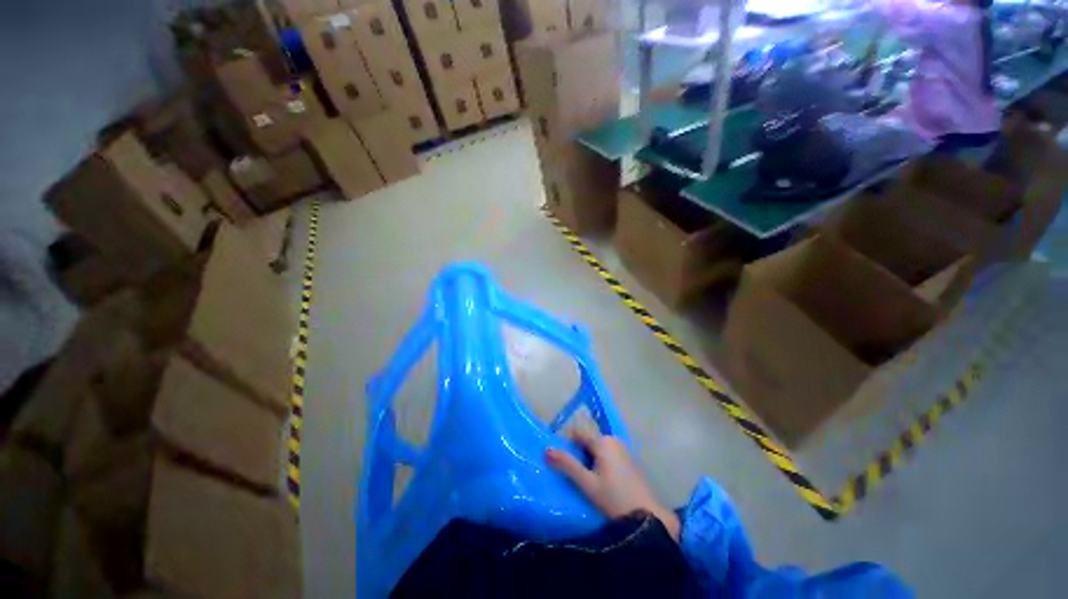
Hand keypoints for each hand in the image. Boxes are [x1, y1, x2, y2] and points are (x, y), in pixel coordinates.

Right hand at [545, 429, 679, 541]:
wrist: (648, 517)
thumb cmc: (614, 498)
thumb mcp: (587, 483)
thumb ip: (567, 464)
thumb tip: (546, 450)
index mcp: (603, 441)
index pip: (578, 433)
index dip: (567, 443)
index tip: (560, 460)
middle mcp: (614, 440)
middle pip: (588, 440)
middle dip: (579, 453)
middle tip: (574, 474)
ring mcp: (623, 449)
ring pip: (598, 448)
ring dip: (589, 459)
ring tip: (585, 479)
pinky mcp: (630, 460)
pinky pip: (609, 454)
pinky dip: (601, 462)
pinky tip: (602, 481)